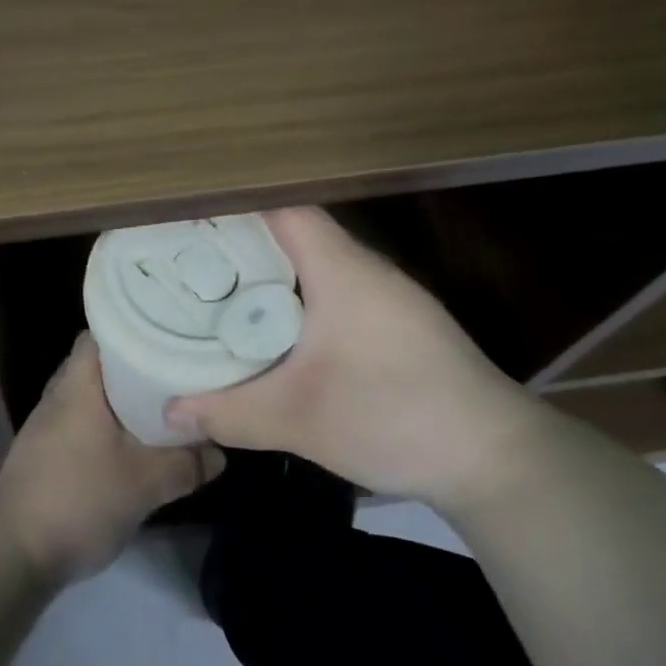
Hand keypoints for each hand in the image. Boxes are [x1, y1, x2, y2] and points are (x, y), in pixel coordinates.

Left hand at [0, 334, 225, 582]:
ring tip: (163, 403)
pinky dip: (107, 424)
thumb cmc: (79, 501)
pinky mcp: (44, 452)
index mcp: (77, 385)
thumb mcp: (144, 485)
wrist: (13, 554)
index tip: (170, 332)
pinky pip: (82, 422)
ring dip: (122, 399)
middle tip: (176, 368)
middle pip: (99, 364)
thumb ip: (186, 464)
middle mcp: (58, 395)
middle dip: (136, 365)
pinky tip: (132, 443)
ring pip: (91, 396)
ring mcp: (47, 425)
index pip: (102, 332)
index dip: (134, 326)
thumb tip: (220, 452)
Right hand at [165, 207, 554, 506]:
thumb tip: (168, 412)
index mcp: (341, 270)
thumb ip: (227, 412)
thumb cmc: (394, 417)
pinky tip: (272, 332)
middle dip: (239, 242)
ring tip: (215, 291)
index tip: (185, 218)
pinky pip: (333, 292)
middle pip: (293, 233)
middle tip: (184, 259)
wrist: (497, 459)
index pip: (281, 209)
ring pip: (314, 265)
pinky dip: (296, 300)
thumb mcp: (298, 420)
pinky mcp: (397, 324)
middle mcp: (365, 270)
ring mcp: (386, 297)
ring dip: (269, 274)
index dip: (233, 206)